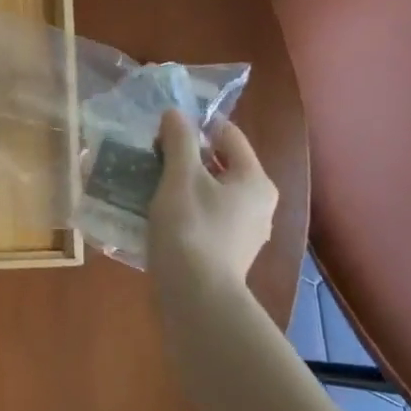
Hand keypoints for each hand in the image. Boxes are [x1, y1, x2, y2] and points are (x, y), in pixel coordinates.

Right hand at [147, 110, 277, 289]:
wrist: (196, 296)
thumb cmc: (191, 228)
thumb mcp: (180, 177)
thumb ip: (178, 141)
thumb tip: (175, 114)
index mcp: (255, 179)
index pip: (228, 135)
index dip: (196, 127)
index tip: (163, 132)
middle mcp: (259, 204)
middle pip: (221, 165)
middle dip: (187, 158)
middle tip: (152, 158)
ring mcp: (246, 232)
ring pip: (213, 194)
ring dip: (184, 186)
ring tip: (151, 186)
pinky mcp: (229, 254)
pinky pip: (208, 219)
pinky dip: (187, 211)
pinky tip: (160, 217)